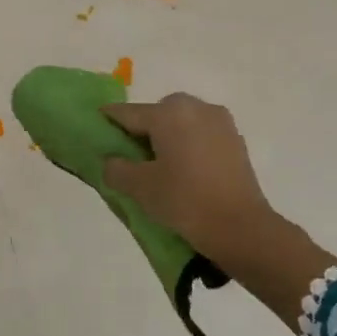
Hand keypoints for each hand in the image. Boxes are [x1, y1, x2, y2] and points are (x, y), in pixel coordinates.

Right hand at [102, 93, 276, 263]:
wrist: (240, 227)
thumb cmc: (184, 200)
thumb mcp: (140, 187)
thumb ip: (117, 168)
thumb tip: (112, 161)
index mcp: (168, 113)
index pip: (128, 112)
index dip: (108, 120)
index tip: (96, 128)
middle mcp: (195, 107)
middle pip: (158, 113)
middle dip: (142, 129)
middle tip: (131, 156)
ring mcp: (220, 122)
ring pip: (182, 122)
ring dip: (168, 136)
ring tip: (159, 165)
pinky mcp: (235, 140)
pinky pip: (201, 134)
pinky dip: (188, 145)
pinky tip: (184, 170)